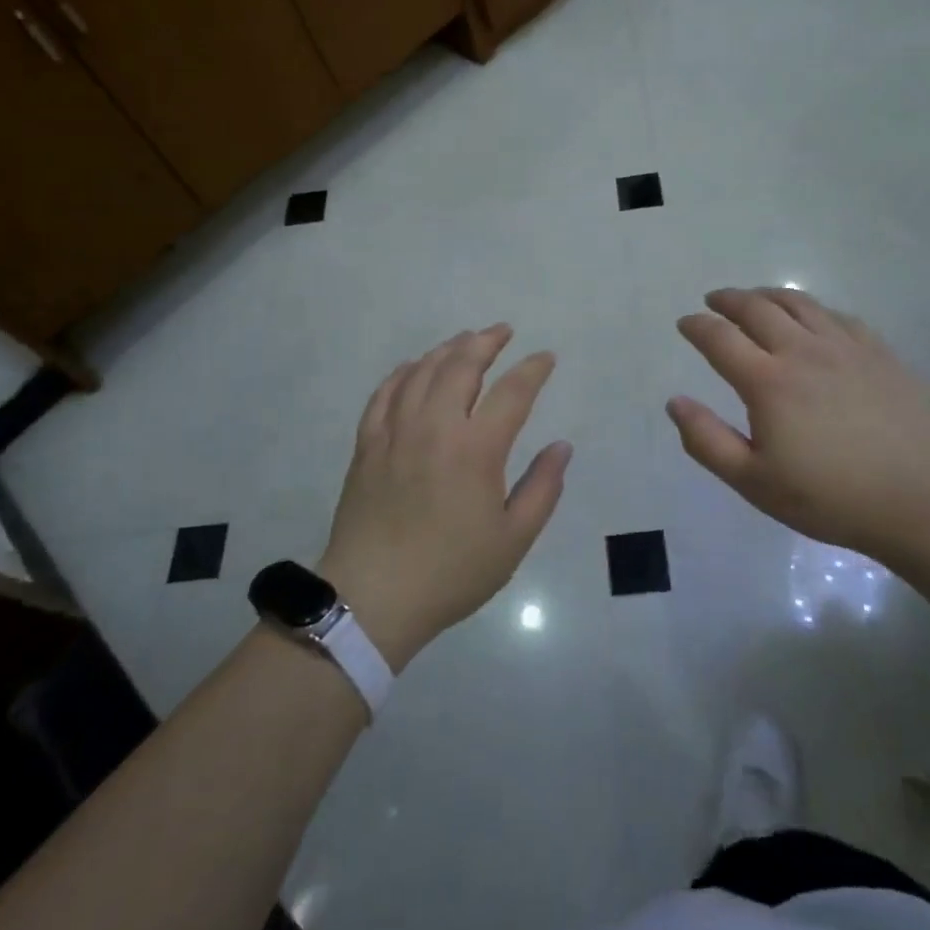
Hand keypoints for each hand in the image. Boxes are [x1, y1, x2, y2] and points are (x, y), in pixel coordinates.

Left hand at [319, 325, 570, 669]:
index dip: (533, 369)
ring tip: (465, 340)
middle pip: (462, 365)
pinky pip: (385, 393)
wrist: (373, 598)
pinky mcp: (367, 444)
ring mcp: (396, 431)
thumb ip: (543, 488)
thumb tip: (561, 447)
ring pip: (422, 371)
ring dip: (447, 349)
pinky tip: (414, 366)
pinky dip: (403, 372)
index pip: (512, 391)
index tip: (546, 358)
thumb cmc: (451, 572)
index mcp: (476, 449)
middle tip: (503, 331)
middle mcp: (435, 426)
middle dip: (486, 342)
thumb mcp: (513, 539)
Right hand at [667, 288, 929, 562]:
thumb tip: (675, 401)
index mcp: (768, 382)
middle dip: (728, 300)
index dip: (697, 326)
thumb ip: (707, 441)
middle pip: (757, 308)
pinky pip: (837, 316)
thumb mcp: (753, 481)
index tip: (685, 323)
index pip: (720, 338)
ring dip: (767, 295)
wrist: (917, 500)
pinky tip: (811, 320)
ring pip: (798, 303)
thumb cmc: (828, 497)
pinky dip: (812, 310)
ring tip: (755, 299)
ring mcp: (845, 347)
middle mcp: (802, 351)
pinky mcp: (877, 352)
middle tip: (714, 301)